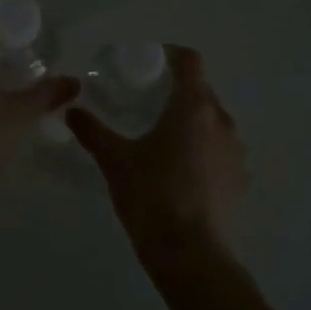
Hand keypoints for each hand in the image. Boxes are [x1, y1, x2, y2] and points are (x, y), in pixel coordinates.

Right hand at [66, 46, 248, 265]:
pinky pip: (221, 149)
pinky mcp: (239, 178)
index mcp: (193, 107)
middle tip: (148, 99)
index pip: (190, 62)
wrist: (190, 253)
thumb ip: (92, 131)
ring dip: (192, 120)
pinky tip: (181, 168)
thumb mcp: (114, 161)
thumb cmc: (151, 196)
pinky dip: (203, 147)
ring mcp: (235, 151)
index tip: (150, 62)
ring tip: (164, 136)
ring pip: (213, 120)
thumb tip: (71, 110)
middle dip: (177, 89)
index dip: (171, 55)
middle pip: (202, 90)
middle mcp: (221, 121)